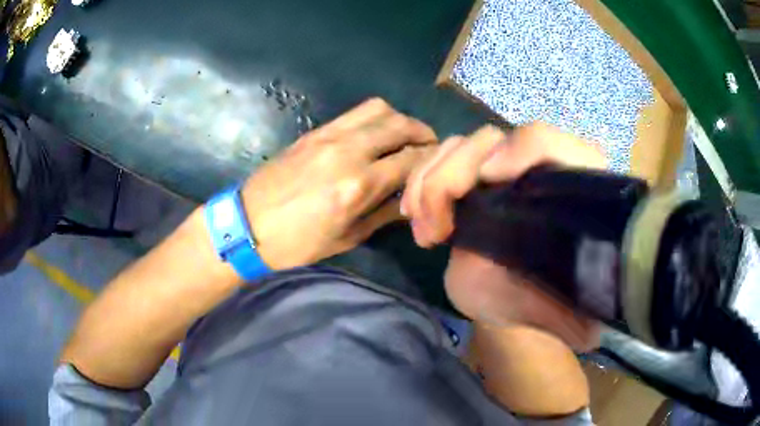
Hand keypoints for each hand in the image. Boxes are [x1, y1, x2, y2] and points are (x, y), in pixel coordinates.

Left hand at [242, 98, 436, 269]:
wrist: (247, 225)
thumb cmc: (296, 243)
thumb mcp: (346, 238)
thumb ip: (383, 214)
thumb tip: (408, 199)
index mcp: (358, 185)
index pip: (410, 160)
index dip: (430, 161)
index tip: (438, 166)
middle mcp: (348, 151)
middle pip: (400, 125)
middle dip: (423, 134)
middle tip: (429, 147)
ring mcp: (329, 136)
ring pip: (379, 109)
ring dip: (400, 120)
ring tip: (404, 137)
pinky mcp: (315, 131)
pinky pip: (354, 113)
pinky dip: (374, 118)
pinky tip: (375, 135)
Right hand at [401, 123, 605, 350]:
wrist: (518, 296)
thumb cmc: (546, 300)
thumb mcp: (564, 310)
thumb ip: (571, 309)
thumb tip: (573, 300)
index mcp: (572, 185)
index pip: (549, 142)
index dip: (522, 150)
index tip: (488, 181)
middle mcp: (537, 165)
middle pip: (491, 139)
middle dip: (452, 177)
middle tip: (439, 230)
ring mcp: (500, 166)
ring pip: (458, 146)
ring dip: (429, 182)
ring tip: (426, 231)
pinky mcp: (470, 177)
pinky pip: (438, 161)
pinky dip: (419, 184)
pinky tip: (415, 217)